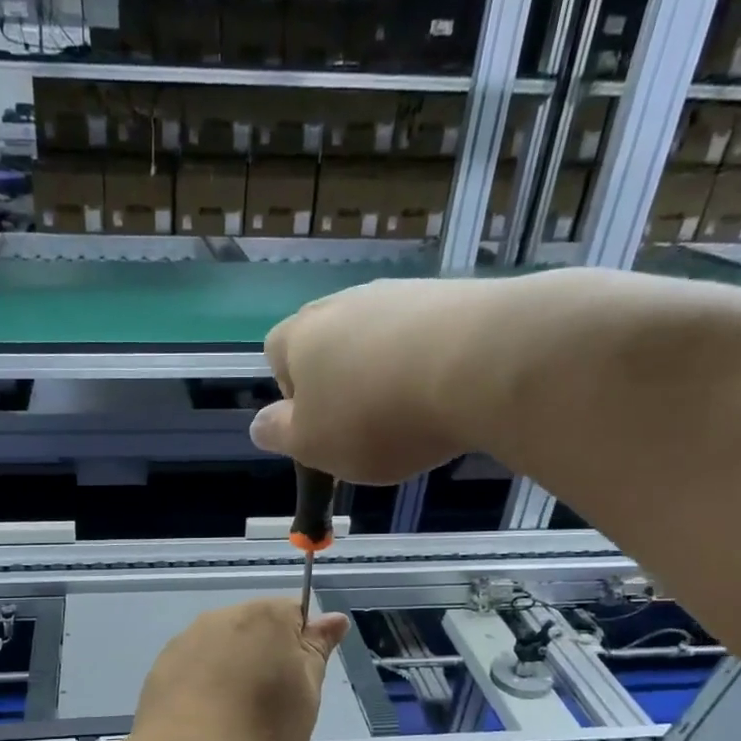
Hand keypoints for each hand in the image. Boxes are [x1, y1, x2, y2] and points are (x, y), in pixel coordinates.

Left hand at [133, 599, 350, 740]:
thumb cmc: (264, 728)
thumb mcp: (308, 693)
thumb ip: (317, 650)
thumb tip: (333, 619)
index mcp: (266, 616)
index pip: (295, 613)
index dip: (302, 645)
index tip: (300, 680)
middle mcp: (222, 617)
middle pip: (255, 627)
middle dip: (265, 656)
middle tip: (271, 703)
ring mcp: (187, 641)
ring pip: (220, 647)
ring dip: (231, 670)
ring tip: (234, 716)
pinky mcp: (161, 668)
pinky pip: (193, 668)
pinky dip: (202, 685)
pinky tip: (206, 720)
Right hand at [253, 276, 515, 483]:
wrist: (479, 364)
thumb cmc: (376, 416)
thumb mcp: (313, 445)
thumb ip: (280, 435)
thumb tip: (261, 426)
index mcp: (299, 337)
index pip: (276, 355)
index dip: (292, 394)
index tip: (319, 426)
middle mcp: (343, 303)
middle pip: (329, 344)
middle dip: (341, 383)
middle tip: (364, 426)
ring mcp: (400, 294)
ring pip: (378, 339)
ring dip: (385, 373)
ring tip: (412, 414)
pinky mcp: (452, 296)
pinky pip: (424, 336)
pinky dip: (427, 364)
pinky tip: (447, 394)